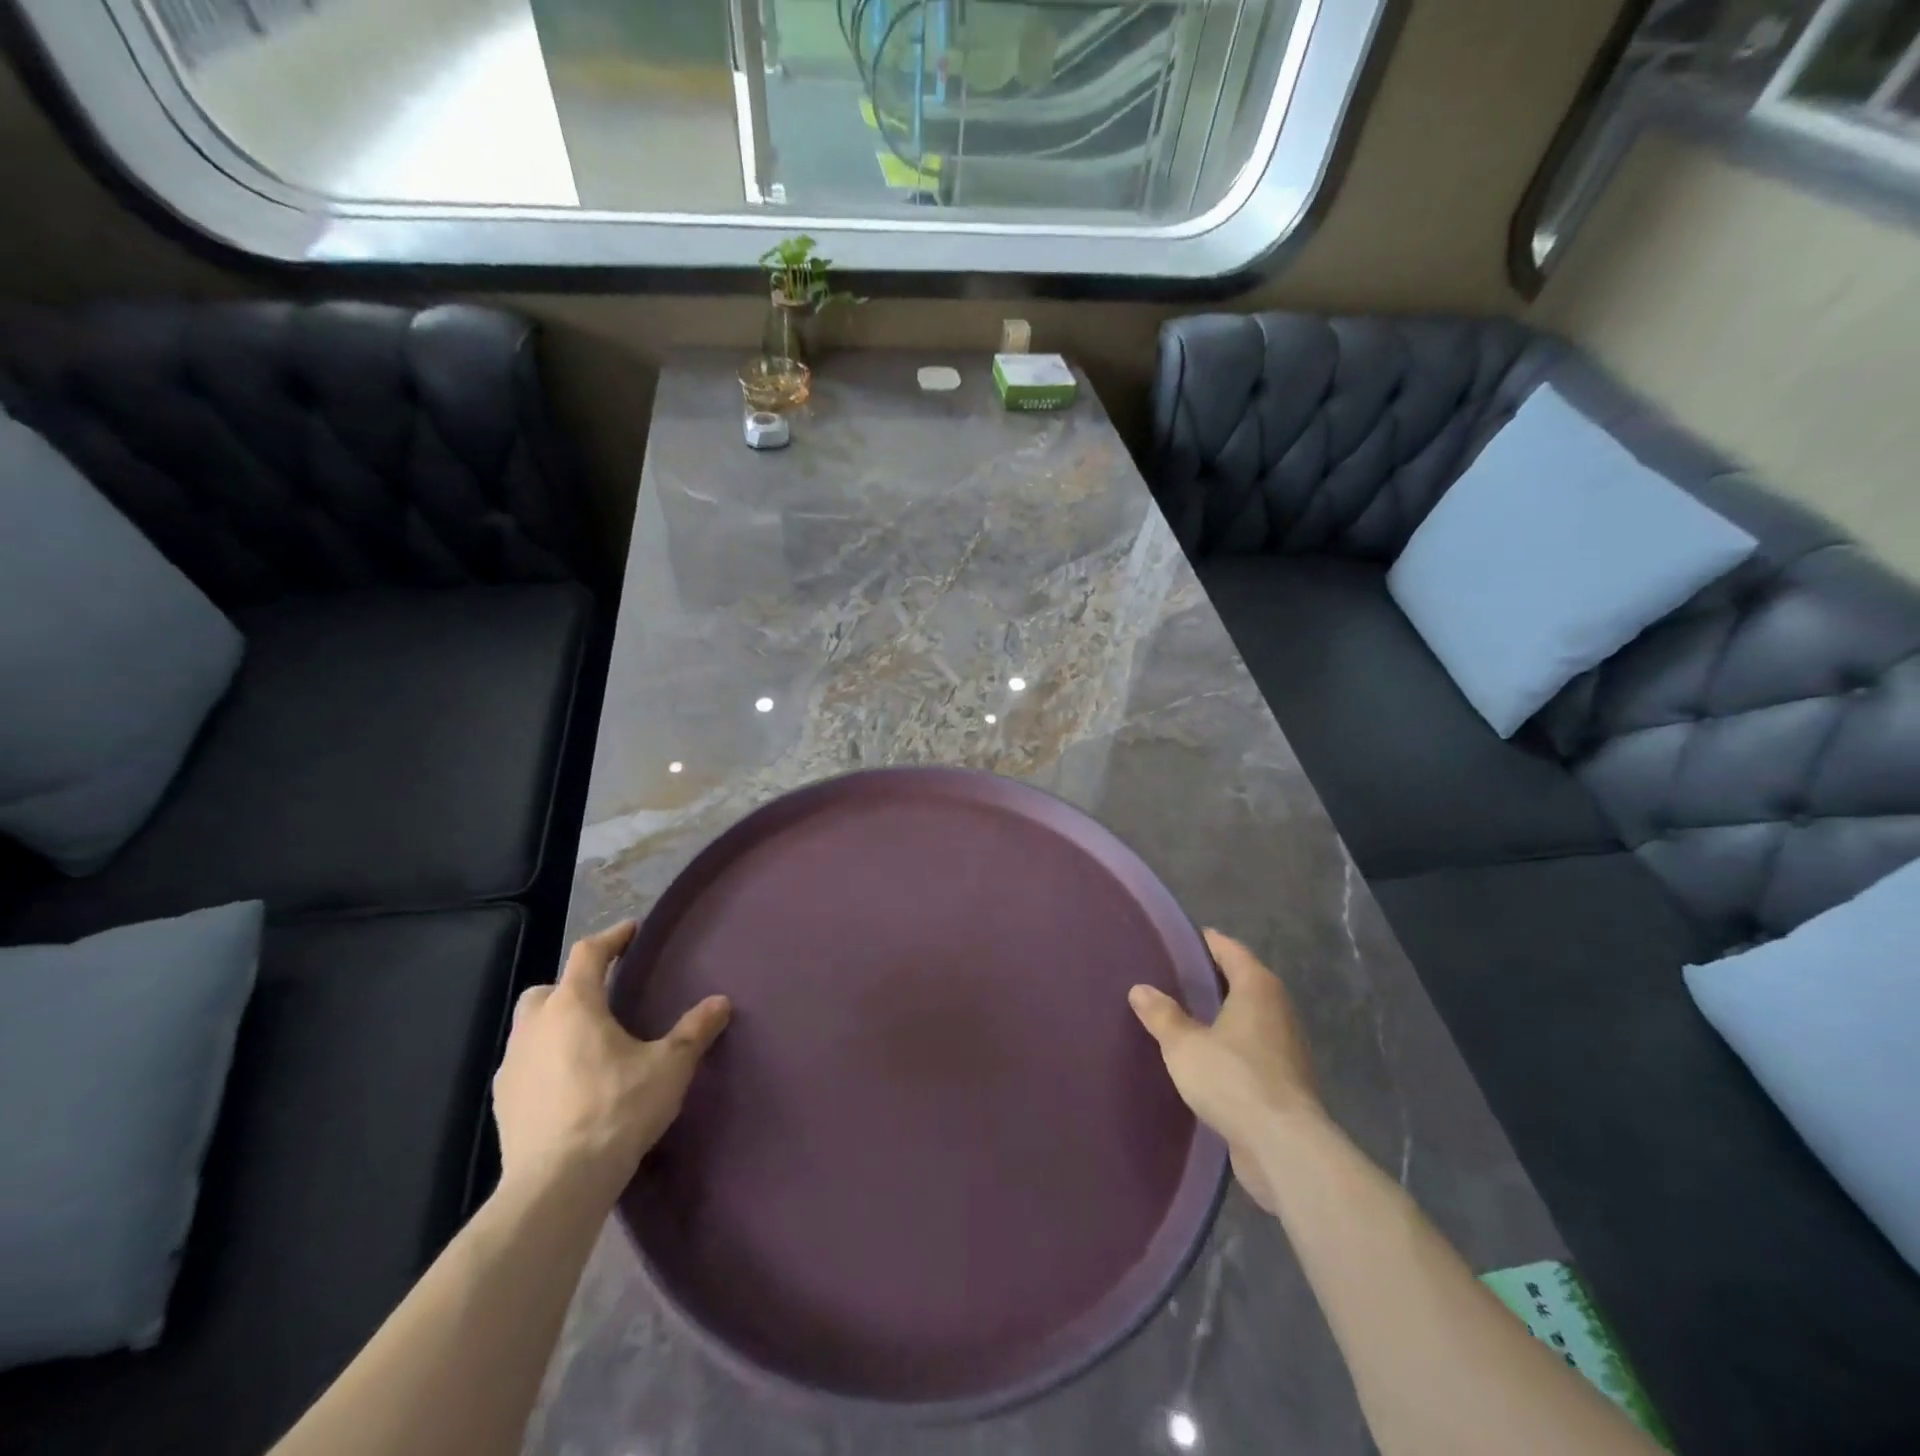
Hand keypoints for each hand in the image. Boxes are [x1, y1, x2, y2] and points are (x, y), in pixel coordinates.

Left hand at [492, 921, 730, 1204]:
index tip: (631, 931)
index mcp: (574, 1005)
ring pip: (529, 1028)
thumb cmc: (617, 1109)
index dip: (612, 938)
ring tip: (587, 1044)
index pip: (589, 953)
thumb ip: (694, 1031)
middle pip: (547, 989)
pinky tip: (568, 1085)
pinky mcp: (502, 1103)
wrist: (557, 1184)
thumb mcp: (669, 1067)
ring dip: (554, 1025)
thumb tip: (720, 1002)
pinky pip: (524, 1065)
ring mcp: (512, 1066)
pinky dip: (544, 1062)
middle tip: (603, 998)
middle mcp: (535, 1026)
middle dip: (572, 986)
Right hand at [1129, 929, 1320, 1212]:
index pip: (1228, 948)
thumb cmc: (1233, 1079)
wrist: (1284, 1148)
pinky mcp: (1286, 1080)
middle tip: (1169, 979)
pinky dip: (1230, 1046)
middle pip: (1240, 981)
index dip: (1202, 942)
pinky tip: (1204, 1058)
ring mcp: (1286, 1046)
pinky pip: (1252, 1049)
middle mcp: (1278, 1008)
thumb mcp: (1184, 1045)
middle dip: (1209, 980)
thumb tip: (1140, 989)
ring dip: (1220, 1016)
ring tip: (1181, 1017)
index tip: (1174, 941)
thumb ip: (1162, 1015)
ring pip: (1247, 1017)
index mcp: (1257, 987)